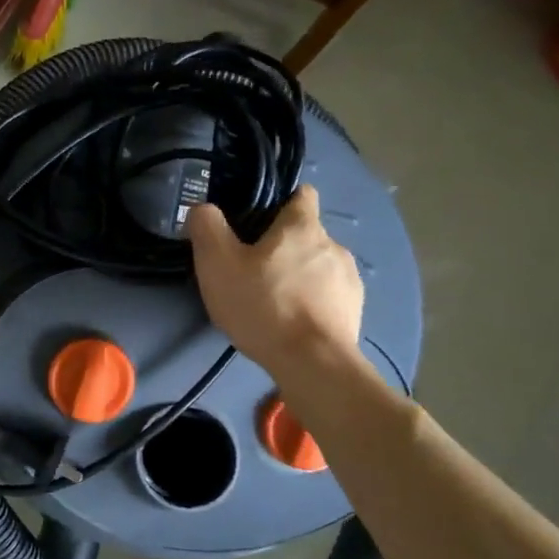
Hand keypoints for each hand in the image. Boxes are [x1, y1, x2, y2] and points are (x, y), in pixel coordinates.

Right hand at [186, 189, 363, 377]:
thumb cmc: (263, 305)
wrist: (312, 363)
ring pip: (318, 265)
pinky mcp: (355, 310)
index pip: (300, 194)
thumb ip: (207, 226)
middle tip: (251, 270)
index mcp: (302, 226)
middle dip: (282, 247)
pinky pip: (329, 295)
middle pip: (305, 234)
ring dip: (299, 276)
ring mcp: (349, 279)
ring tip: (272, 302)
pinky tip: (292, 323)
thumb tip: (204, 208)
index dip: (279, 202)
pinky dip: (312, 302)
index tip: (256, 220)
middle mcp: (334, 244)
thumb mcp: (217, 263)